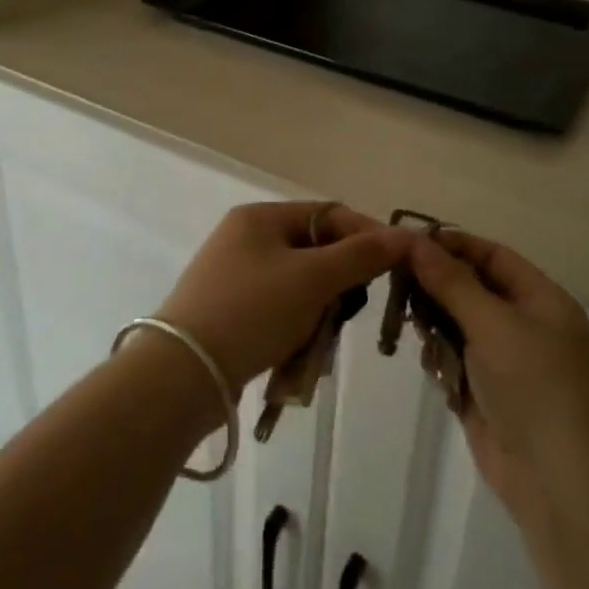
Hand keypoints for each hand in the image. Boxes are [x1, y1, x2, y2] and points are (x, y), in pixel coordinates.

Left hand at [157, 202, 409, 392]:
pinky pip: (278, 309)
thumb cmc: (253, 311)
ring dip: (319, 309)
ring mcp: (233, 275)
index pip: (329, 214)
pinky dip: (295, 327)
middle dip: (340, 280)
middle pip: (314, 249)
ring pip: (299, 284)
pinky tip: (298, 352)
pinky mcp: (229, 311)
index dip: (367, 235)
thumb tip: (404, 237)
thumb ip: (360, 256)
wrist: (183, 373)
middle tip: (353, 309)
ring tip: (321, 339)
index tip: (399, 264)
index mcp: (260, 217)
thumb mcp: (312, 279)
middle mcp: (245, 238)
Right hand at [407, 231, 588, 522]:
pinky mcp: (487, 396)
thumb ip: (451, 282)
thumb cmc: (536, 386)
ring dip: (435, 325)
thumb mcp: (493, 323)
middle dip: (436, 286)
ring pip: (458, 327)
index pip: (492, 256)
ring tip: (410, 326)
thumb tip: (413, 240)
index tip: (407, 241)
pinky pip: (455, 363)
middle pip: (472, 290)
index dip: (452, 245)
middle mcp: (525, 326)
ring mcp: (506, 364)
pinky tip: (431, 365)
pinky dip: (440, 360)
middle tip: (395, 283)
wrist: (562, 483)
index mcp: (542, 300)